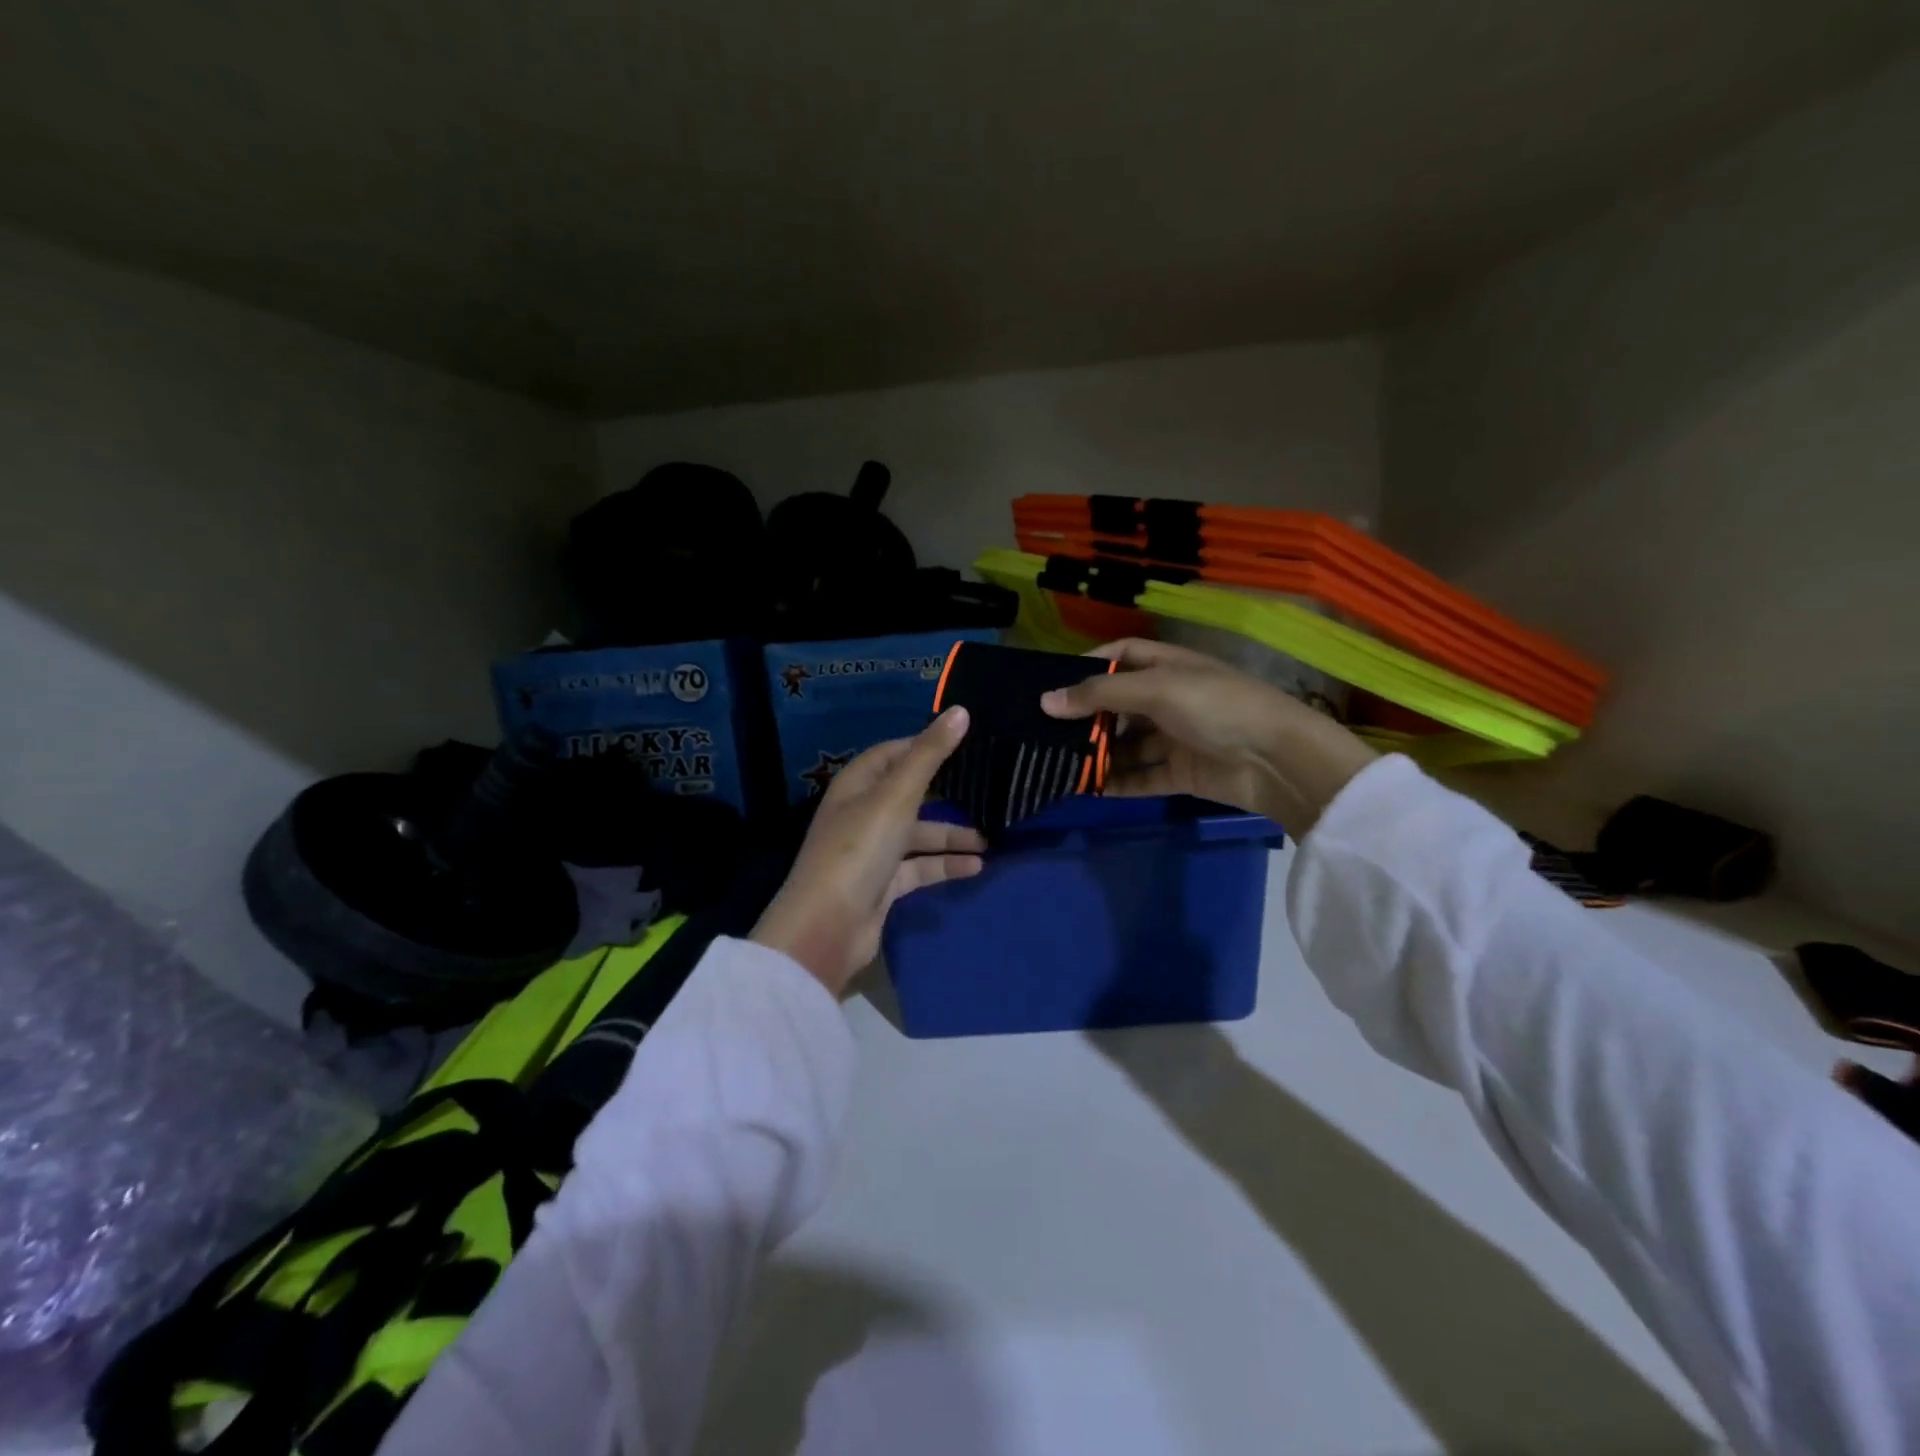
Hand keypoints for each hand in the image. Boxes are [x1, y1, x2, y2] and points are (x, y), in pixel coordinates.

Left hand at [752, 707, 983, 995]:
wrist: (827, 927)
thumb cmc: (859, 849)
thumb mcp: (897, 796)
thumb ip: (930, 755)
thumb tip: (961, 711)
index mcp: (857, 785)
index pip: (892, 753)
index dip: (924, 745)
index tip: (965, 742)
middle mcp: (862, 813)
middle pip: (909, 794)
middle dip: (946, 792)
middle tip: (987, 786)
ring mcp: (872, 851)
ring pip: (918, 834)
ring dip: (952, 835)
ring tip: (992, 836)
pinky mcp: (883, 885)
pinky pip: (920, 868)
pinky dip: (945, 865)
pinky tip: (977, 866)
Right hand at [1040, 639, 1376, 833]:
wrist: (1277, 760)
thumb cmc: (1216, 707)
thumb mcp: (1157, 689)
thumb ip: (1100, 694)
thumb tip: (1045, 701)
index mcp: (1169, 666)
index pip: (1122, 655)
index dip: (1090, 664)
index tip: (1053, 683)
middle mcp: (1170, 698)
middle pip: (1119, 704)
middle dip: (1086, 717)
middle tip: (1044, 731)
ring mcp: (1176, 737)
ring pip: (1127, 745)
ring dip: (1098, 754)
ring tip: (1058, 763)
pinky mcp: (1181, 773)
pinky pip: (1141, 777)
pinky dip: (1117, 783)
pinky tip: (1087, 789)